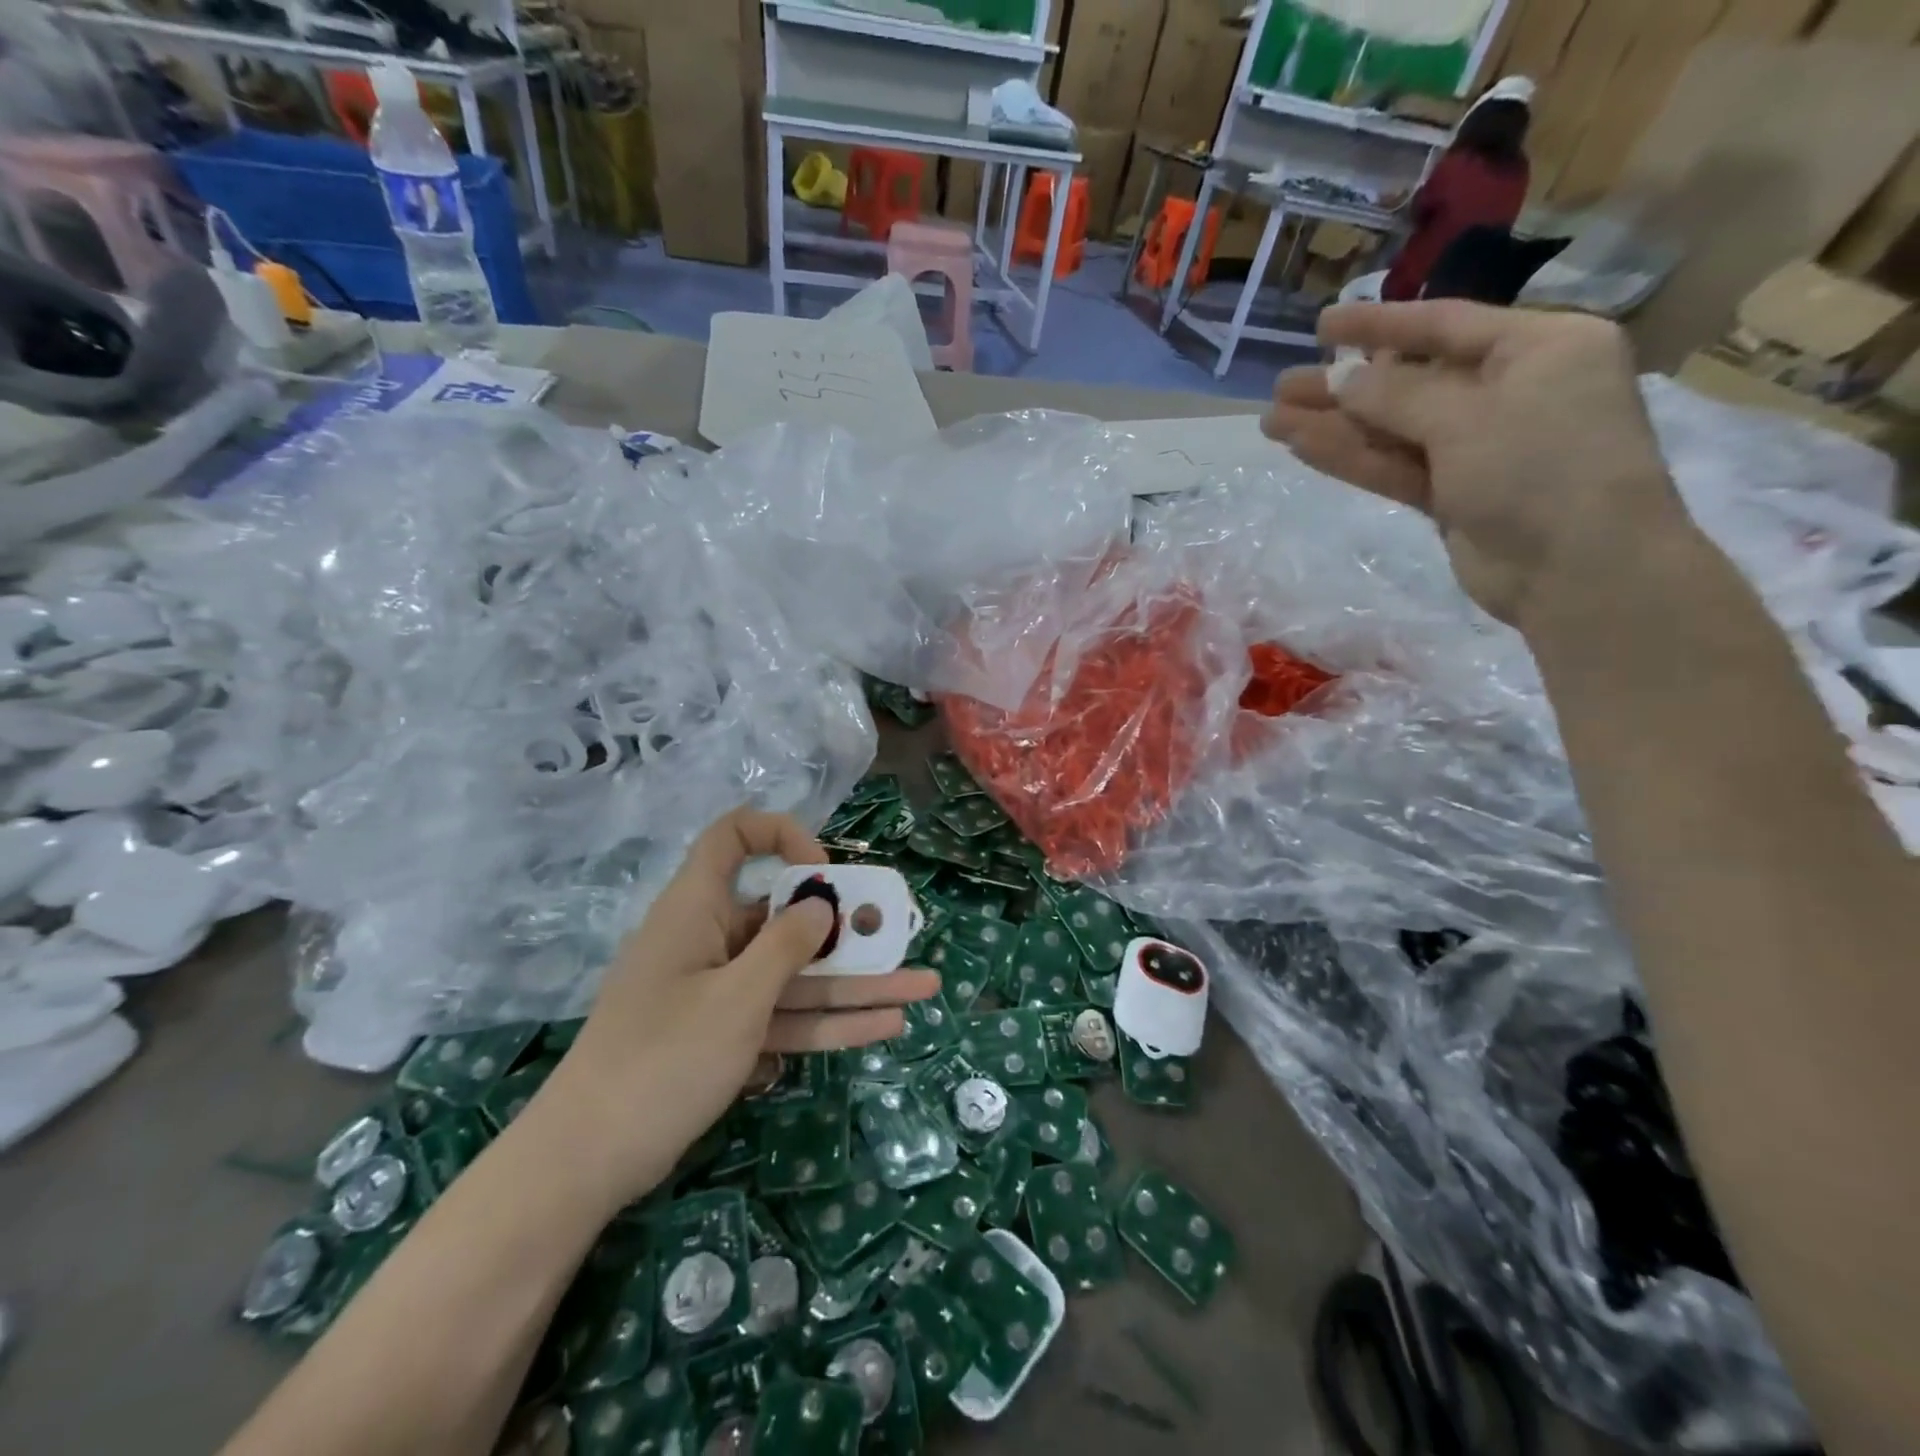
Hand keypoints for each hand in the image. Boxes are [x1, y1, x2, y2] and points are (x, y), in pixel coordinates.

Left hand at [537, 807, 939, 1211]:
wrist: (585, 1163)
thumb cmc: (662, 1059)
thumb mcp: (736, 998)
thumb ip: (786, 946)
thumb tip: (820, 903)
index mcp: (697, 909)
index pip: (734, 838)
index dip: (782, 838)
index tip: (822, 875)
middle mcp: (711, 941)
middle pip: (785, 919)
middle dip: (849, 930)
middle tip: (903, 937)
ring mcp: (718, 992)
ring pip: (796, 976)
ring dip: (856, 984)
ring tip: (922, 988)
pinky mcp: (723, 1036)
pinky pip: (784, 1016)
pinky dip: (827, 1022)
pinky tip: (883, 1028)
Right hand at [1262, 302, 1685, 625]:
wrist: (1578, 570)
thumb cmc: (1541, 469)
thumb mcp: (1468, 417)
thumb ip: (1395, 395)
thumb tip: (1337, 379)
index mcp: (1539, 347)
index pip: (1445, 325)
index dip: (1378, 325)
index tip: (1321, 326)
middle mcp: (1509, 390)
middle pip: (1409, 381)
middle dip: (1343, 386)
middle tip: (1281, 387)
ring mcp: (1478, 447)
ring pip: (1393, 429)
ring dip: (1334, 426)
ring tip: (1272, 422)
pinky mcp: (1453, 494)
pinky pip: (1395, 465)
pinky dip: (1352, 458)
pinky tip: (1303, 448)